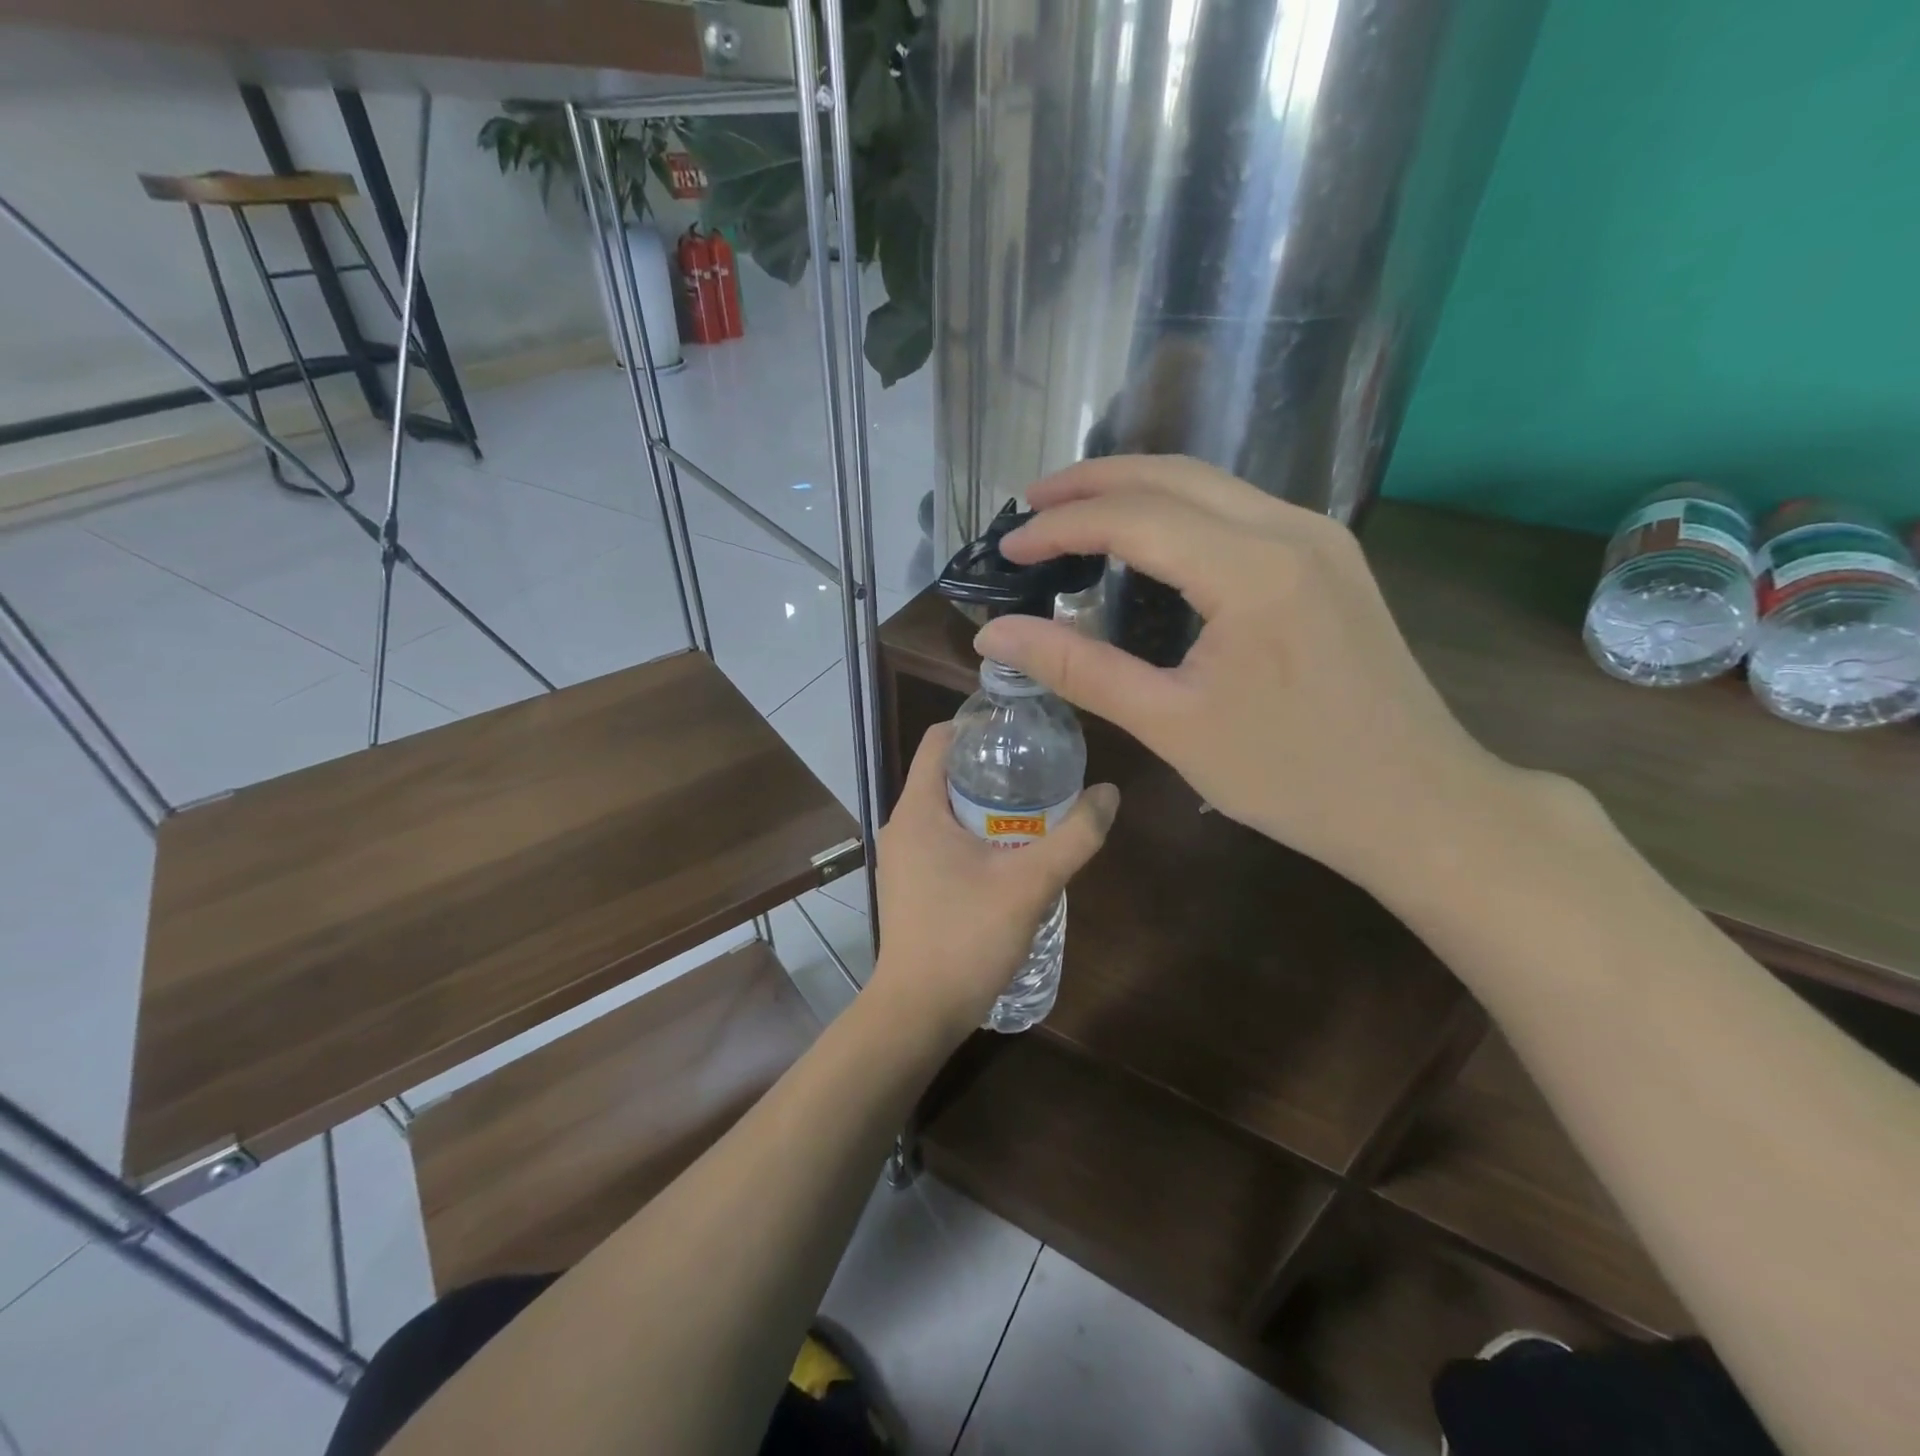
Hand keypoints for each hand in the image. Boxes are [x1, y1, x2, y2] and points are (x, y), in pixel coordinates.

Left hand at [868, 723, 1118, 1046]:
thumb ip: (1075, 837)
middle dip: (993, 766)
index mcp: (918, 809)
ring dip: (987, 803)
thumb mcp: (1030, 884)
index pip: (940, 739)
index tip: (1023, 728)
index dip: (979, 725)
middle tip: (1042, 766)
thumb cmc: (966, 938)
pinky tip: (1012, 852)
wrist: (919, 1013)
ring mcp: (903, 857)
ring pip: (946, 809)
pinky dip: (975, 833)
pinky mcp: (911, 884)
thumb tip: (1110, 793)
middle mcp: (902, 825)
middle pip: (946, 772)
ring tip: (1036, 806)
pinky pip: (943, 839)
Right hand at [974, 456, 1520, 899]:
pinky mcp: (1330, 558)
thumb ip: (1078, 669)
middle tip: (1028, 505)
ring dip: (1135, 490)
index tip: (1008, 550)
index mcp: (1252, 569)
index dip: (1060, 526)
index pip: (1134, 518)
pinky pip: (1239, 511)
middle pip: (1173, 475)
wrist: (1416, 802)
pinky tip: (1148, 541)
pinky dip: (1178, 512)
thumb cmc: (1289, 776)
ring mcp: (1320, 537)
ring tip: (1074, 514)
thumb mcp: (1169, 724)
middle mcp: (1290, 529)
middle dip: (1092, 482)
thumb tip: (995, 636)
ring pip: (1210, 485)